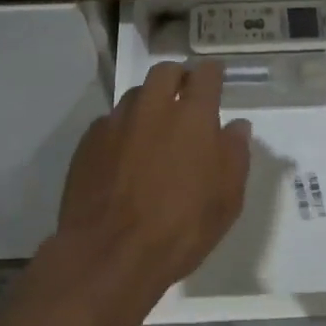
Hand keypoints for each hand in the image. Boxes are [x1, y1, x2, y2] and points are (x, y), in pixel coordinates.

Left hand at [49, 60, 250, 305]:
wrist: (109, 253)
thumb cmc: (180, 228)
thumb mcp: (226, 199)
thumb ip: (235, 155)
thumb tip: (237, 127)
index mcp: (192, 116)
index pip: (206, 75)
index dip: (213, 73)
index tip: (216, 77)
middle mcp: (153, 108)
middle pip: (165, 72)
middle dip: (178, 77)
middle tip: (184, 95)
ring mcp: (116, 122)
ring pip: (134, 94)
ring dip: (148, 101)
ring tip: (153, 125)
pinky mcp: (88, 142)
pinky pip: (109, 122)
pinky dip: (122, 128)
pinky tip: (124, 152)